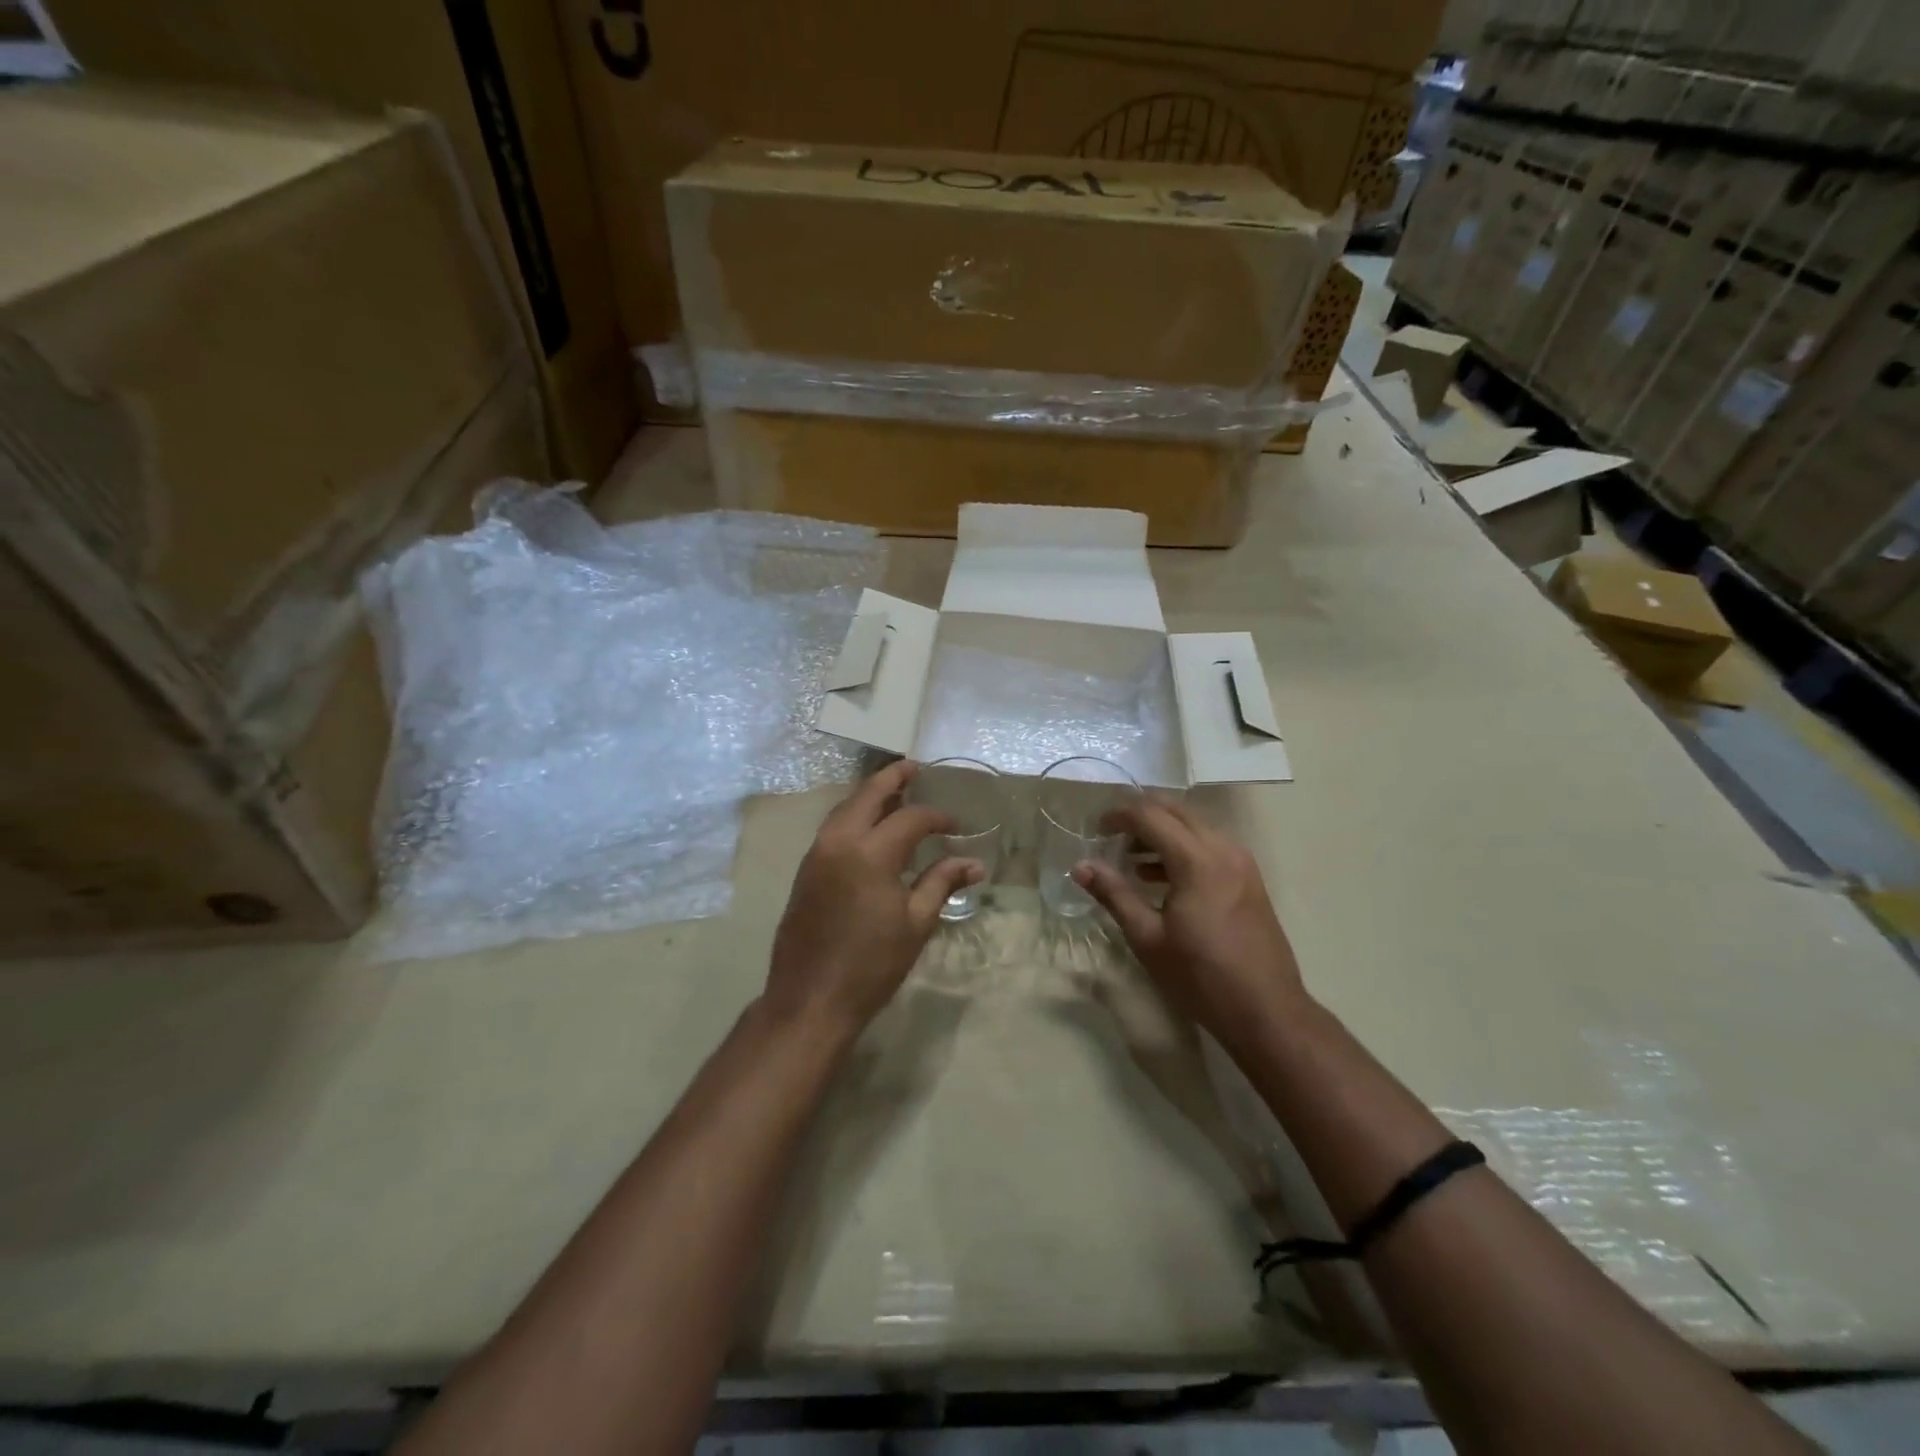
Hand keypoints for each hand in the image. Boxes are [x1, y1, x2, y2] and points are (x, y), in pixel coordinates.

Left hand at [765, 761, 983, 1036]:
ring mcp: (816, 854)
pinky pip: (832, 827)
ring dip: (869, 795)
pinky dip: (853, 815)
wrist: (810, 999)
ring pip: (844, 808)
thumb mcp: (916, 923)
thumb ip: (942, 883)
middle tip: (913, 768)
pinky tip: (869, 825)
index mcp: (870, 853)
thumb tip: (974, 863)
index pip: (910, 818)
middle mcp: (839, 841)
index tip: (956, 827)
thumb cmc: (871, 965)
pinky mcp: (806, 870)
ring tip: (894, 791)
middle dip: (892, 778)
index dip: (937, 818)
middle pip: (867, 795)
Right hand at [1072, 797, 1308, 1050]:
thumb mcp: (1148, 938)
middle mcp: (1223, 849)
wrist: (1267, 1012)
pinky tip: (1160, 877)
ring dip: (1162, 831)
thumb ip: (1114, 894)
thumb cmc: (1201, 977)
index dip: (1119, 815)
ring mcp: (1241, 862)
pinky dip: (1182, 847)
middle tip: (1110, 835)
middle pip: (1176, 810)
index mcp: (1197, 860)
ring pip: (1195, 825)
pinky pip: (1210, 844)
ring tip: (1130, 858)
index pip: (1150, 816)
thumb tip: (1080, 867)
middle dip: (1140, 815)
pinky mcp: (1249, 878)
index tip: (1095, 830)